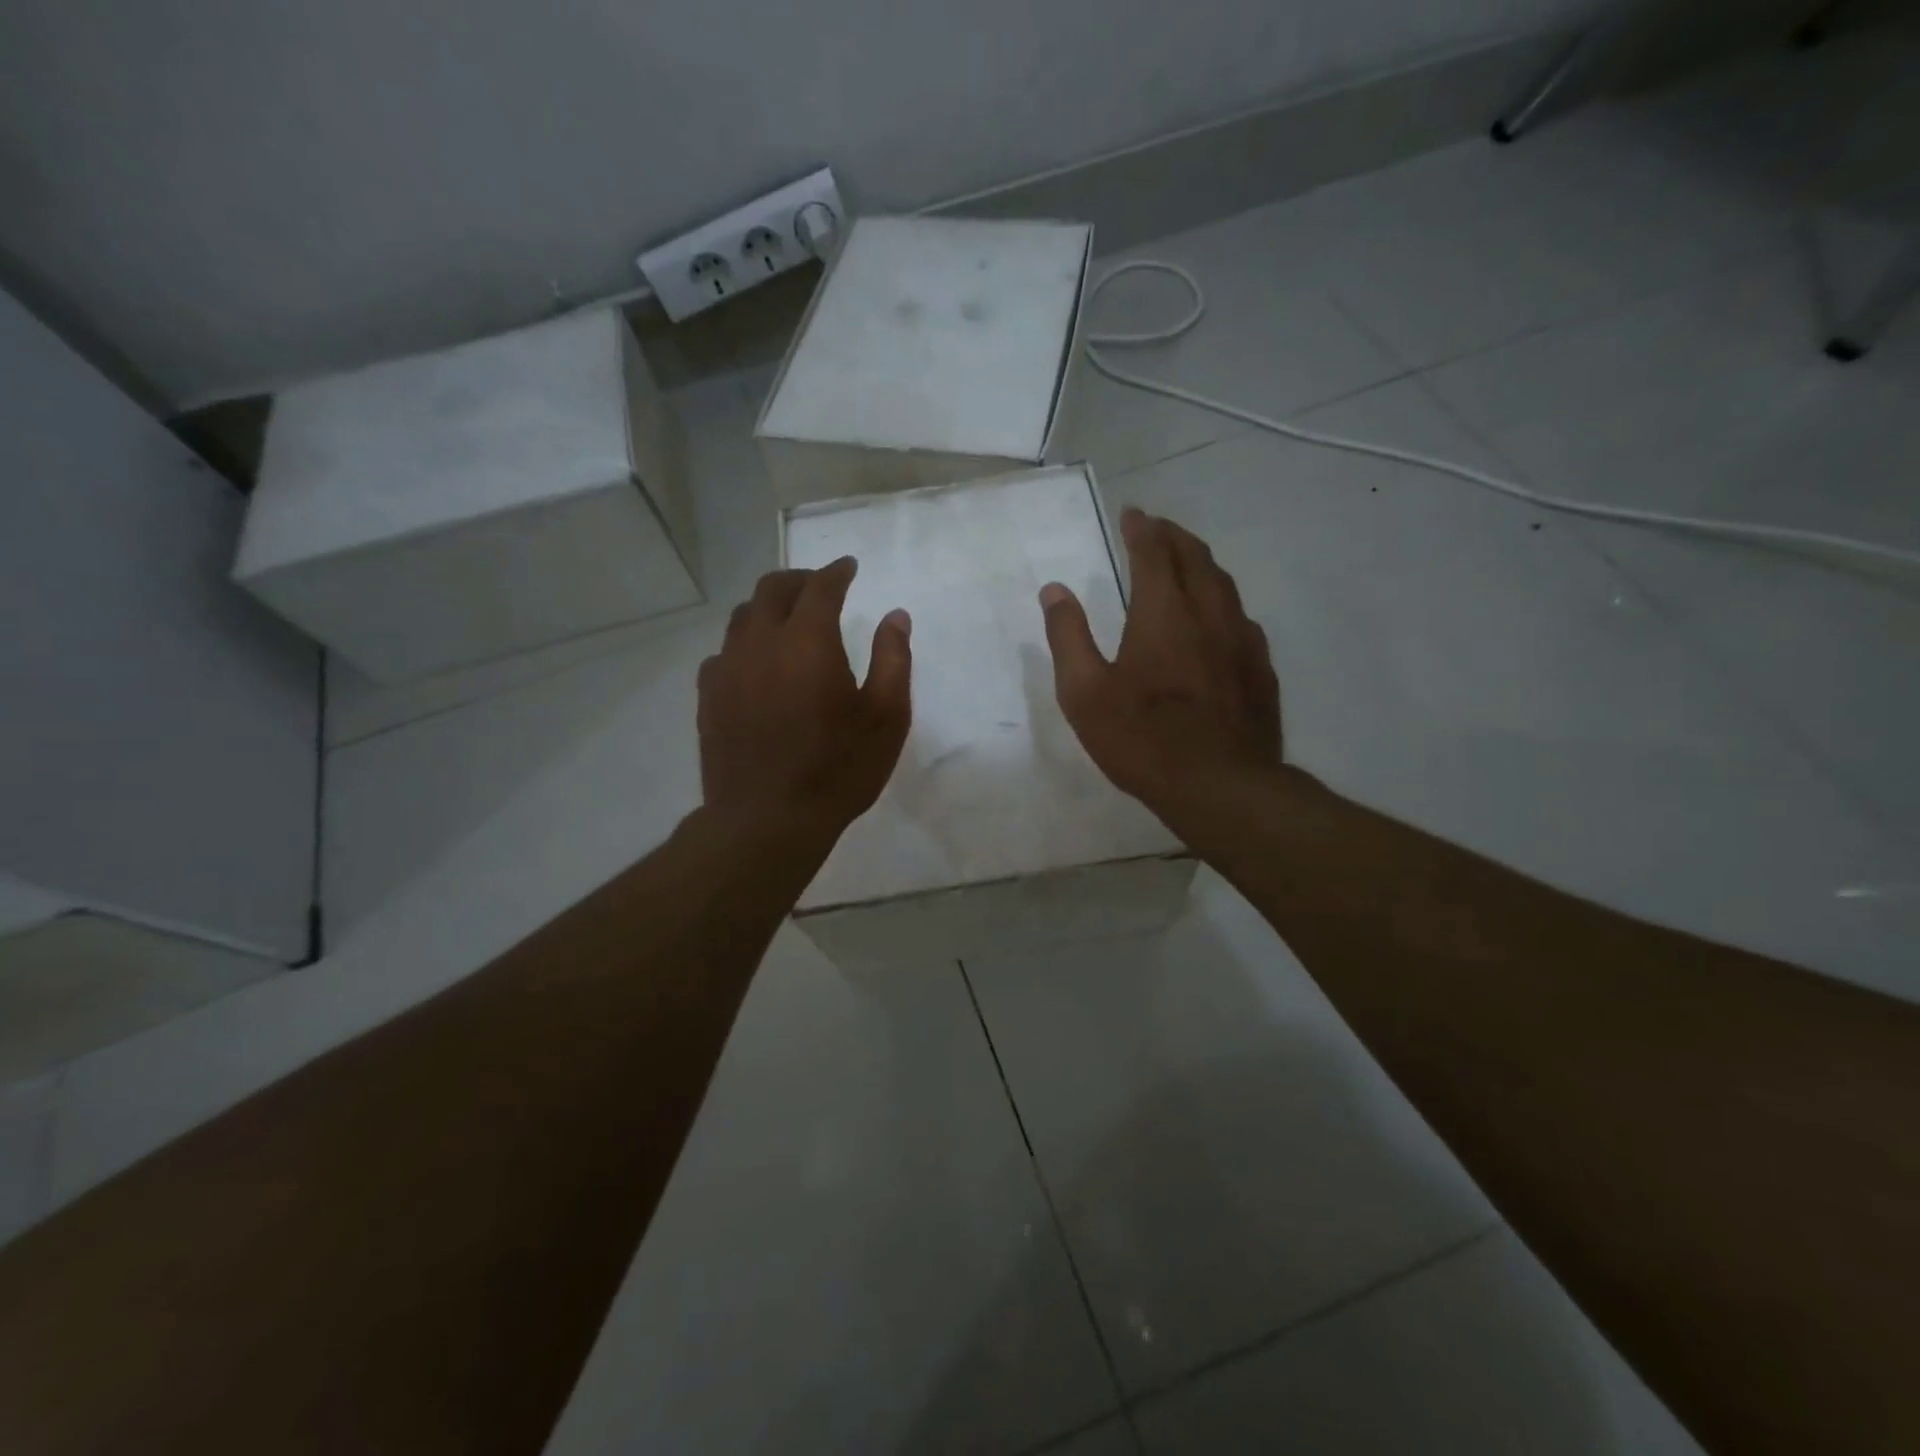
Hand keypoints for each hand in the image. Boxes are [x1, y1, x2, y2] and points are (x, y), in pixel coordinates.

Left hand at [698, 558, 911, 847]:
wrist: (767, 820)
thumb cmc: (838, 769)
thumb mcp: (887, 718)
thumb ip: (893, 659)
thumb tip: (896, 616)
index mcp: (808, 641)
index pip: (821, 587)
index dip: (836, 572)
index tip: (849, 567)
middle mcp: (761, 643)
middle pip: (773, 589)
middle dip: (799, 579)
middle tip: (819, 585)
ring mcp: (728, 669)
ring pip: (743, 616)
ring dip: (768, 606)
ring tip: (787, 618)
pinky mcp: (709, 697)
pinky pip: (724, 652)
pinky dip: (745, 643)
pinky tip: (756, 663)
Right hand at [1039, 507, 1280, 831]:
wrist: (1220, 786)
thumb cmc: (1142, 738)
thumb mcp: (1084, 693)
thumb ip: (1068, 637)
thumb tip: (1054, 590)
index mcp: (1163, 614)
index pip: (1153, 554)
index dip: (1142, 529)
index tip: (1132, 513)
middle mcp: (1209, 615)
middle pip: (1196, 558)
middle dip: (1174, 536)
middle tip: (1157, 528)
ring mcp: (1242, 642)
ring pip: (1225, 585)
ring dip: (1202, 564)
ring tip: (1187, 562)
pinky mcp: (1261, 670)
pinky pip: (1242, 618)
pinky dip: (1223, 602)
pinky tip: (1218, 619)